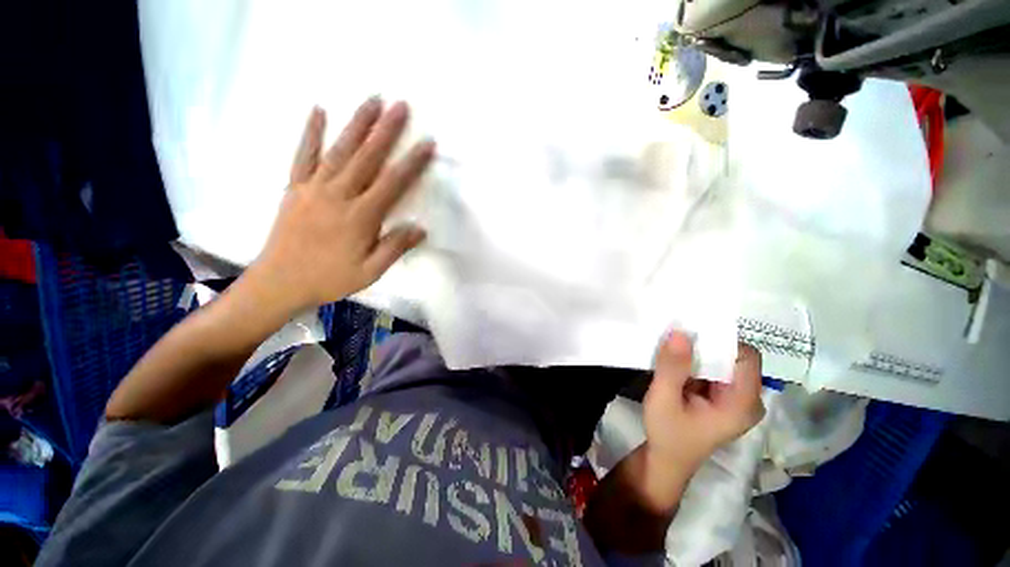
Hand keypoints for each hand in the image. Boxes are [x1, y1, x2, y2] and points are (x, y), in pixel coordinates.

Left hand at [248, 98, 434, 312]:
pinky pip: (304, 155)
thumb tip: (420, 228)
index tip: (427, 143)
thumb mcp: (370, 272)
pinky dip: (311, 132)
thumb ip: (395, 248)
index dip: (412, 163)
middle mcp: (339, 195)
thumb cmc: (329, 279)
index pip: (392, 183)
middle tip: (401, 105)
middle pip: (367, 157)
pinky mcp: (295, 187)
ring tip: (372, 100)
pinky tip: (319, 110)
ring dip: (357, 123)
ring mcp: (314, 188)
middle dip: (386, 130)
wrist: (279, 282)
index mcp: (360, 217)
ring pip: (340, 150)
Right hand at [643, 332, 764, 470]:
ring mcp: (736, 399)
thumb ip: (672, 367)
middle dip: (707, 345)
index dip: (722, 341)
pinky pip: (715, 369)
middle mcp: (748, 399)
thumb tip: (680, 331)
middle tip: (678, 336)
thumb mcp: (663, 399)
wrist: (666, 461)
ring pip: (724, 362)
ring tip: (674, 346)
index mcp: (742, 403)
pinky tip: (677, 361)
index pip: (746, 357)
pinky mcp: (723, 398)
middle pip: (736, 357)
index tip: (692, 332)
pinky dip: (696, 362)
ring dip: (700, 352)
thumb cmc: (667, 434)